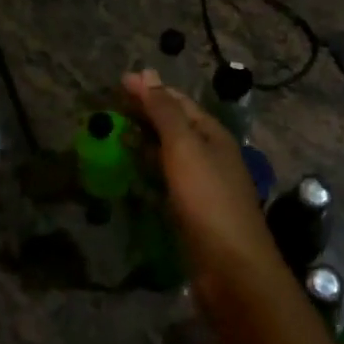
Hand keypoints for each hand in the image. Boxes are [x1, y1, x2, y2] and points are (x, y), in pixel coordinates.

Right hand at [121, 69, 277, 279]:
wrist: (232, 269)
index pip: (179, 102)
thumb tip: (148, 75)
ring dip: (145, 140)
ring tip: (115, 134)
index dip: (151, 90)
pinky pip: (167, 180)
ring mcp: (203, 185)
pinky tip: (132, 171)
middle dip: (147, 112)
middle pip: (176, 125)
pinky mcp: (192, 212)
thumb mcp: (185, 148)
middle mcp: (211, 155)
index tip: (120, 82)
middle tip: (112, 105)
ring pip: (170, 153)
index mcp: (213, 134)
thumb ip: (165, 112)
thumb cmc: (208, 200)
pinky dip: (148, 169)